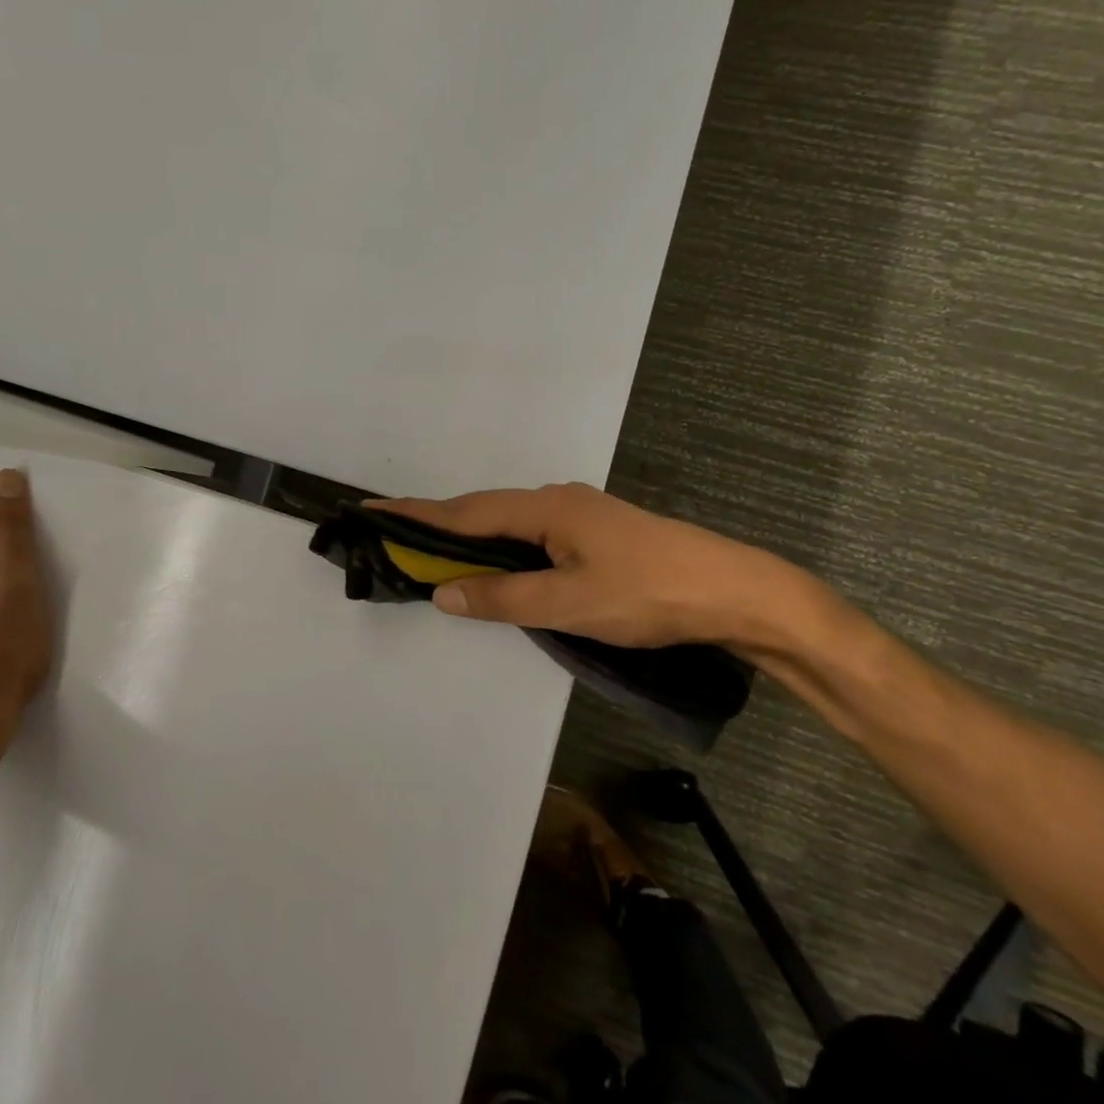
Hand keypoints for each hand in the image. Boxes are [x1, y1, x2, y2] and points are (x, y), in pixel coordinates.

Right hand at [368, 484, 831, 654]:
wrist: (732, 591)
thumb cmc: (647, 594)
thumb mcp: (570, 604)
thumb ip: (503, 598)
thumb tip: (443, 591)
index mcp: (545, 508)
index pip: (465, 512)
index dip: (416, 515)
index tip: (371, 510)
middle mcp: (556, 500)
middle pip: (483, 511)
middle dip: (436, 523)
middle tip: (394, 536)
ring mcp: (578, 514)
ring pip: (508, 523)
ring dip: (469, 537)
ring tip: (433, 552)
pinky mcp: (594, 533)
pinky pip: (530, 533)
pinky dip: (500, 546)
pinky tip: (497, 563)